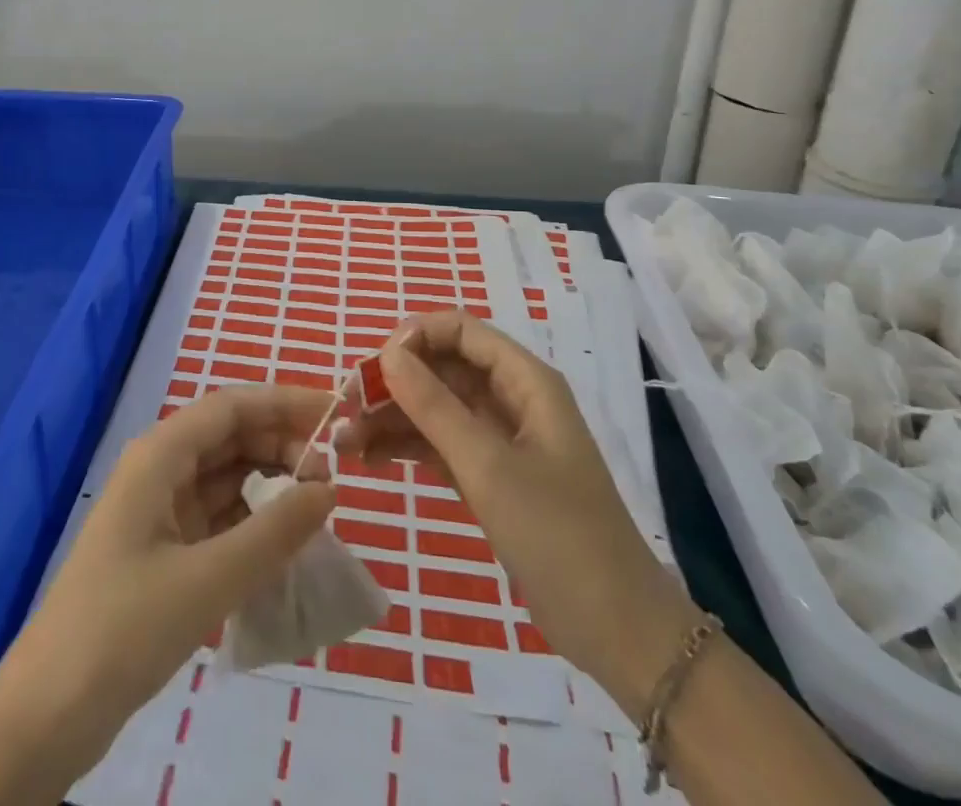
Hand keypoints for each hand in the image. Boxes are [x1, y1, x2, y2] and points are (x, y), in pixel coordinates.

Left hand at [7, 387, 336, 759]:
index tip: (336, 415)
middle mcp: (160, 468)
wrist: (49, 711)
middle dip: (282, 444)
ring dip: (270, 481)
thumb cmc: (124, 627)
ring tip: (316, 506)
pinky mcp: (163, 548)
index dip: (285, 402)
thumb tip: (329, 488)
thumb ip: (274, 531)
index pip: (232, 406)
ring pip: (226, 475)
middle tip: (333, 475)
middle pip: (230, 435)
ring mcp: (159, 509)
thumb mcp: (208, 579)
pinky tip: (283, 541)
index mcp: (160, 454)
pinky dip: (252, 519)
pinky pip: (218, 514)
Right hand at [336, 311, 696, 706]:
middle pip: (442, 367)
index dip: (414, 337)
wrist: (616, 630)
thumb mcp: (488, 466)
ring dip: (391, 417)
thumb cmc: (558, 535)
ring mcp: (500, 438)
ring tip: (344, 441)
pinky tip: (369, 458)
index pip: (460, 330)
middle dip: (394, 381)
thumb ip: (434, 406)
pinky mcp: (491, 474)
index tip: (373, 367)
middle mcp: (511, 398)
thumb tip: (388, 353)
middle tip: (346, 407)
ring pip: (435, 406)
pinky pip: (439, 442)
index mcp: (525, 380)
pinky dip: (406, 446)